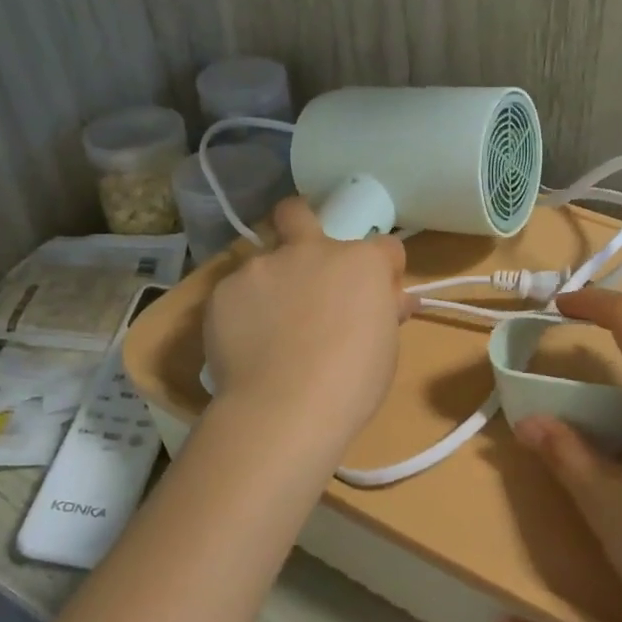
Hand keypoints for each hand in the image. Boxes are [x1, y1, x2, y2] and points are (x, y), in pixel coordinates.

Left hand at [201, 197, 416, 471]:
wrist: (285, 408)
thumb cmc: (352, 382)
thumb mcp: (385, 349)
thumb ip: (386, 312)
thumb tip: (397, 301)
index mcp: (360, 262)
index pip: (385, 246)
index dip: (385, 269)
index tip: (380, 294)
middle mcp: (311, 250)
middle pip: (299, 213)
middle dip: (300, 223)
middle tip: (301, 262)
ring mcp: (263, 266)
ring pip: (263, 259)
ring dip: (271, 281)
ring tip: (267, 325)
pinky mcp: (224, 289)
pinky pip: (236, 291)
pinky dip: (242, 310)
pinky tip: (245, 342)